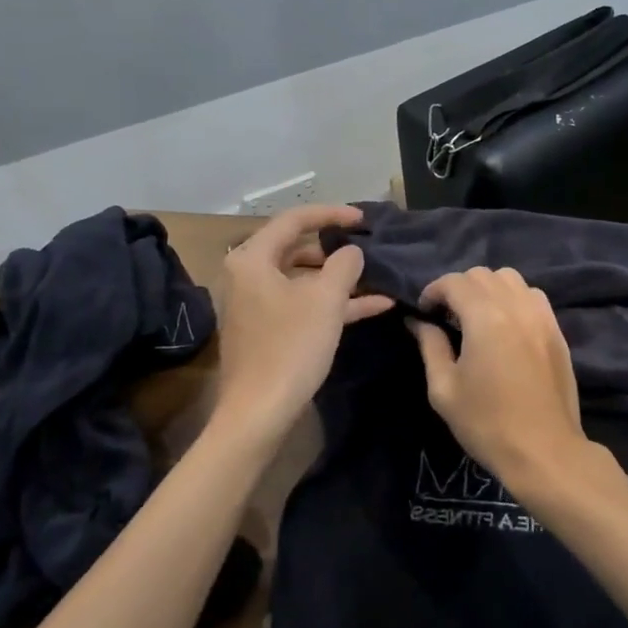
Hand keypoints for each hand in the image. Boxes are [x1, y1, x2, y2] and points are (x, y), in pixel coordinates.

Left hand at [209, 204, 393, 446]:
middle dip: (336, 250)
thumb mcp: (326, 300)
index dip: (331, 214)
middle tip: (368, 249)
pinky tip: (374, 306)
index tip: (364, 220)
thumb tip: (351, 252)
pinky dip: (334, 303)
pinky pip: (303, 305)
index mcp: (253, 259)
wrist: (259, 413)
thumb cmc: (290, 347)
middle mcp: (249, 276)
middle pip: (297, 249)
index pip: (294, 220)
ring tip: (378, 279)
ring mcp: (257, 305)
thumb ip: (344, 265)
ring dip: (340, 280)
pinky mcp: (268, 330)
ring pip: (304, 280)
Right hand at [410, 267, 616, 510]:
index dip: (433, 291)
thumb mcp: (444, 388)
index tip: (424, 313)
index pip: (454, 281)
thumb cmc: (486, 423)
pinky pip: (532, 296)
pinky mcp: (556, 330)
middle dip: (459, 288)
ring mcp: (542, 316)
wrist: (544, 450)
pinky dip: (513, 298)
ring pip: (510, 279)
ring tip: (477, 317)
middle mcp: (516, 306)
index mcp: (485, 317)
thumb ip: (430, 346)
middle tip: (447, 317)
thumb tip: (418, 321)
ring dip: (488, 288)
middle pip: (482, 274)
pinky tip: (506, 325)